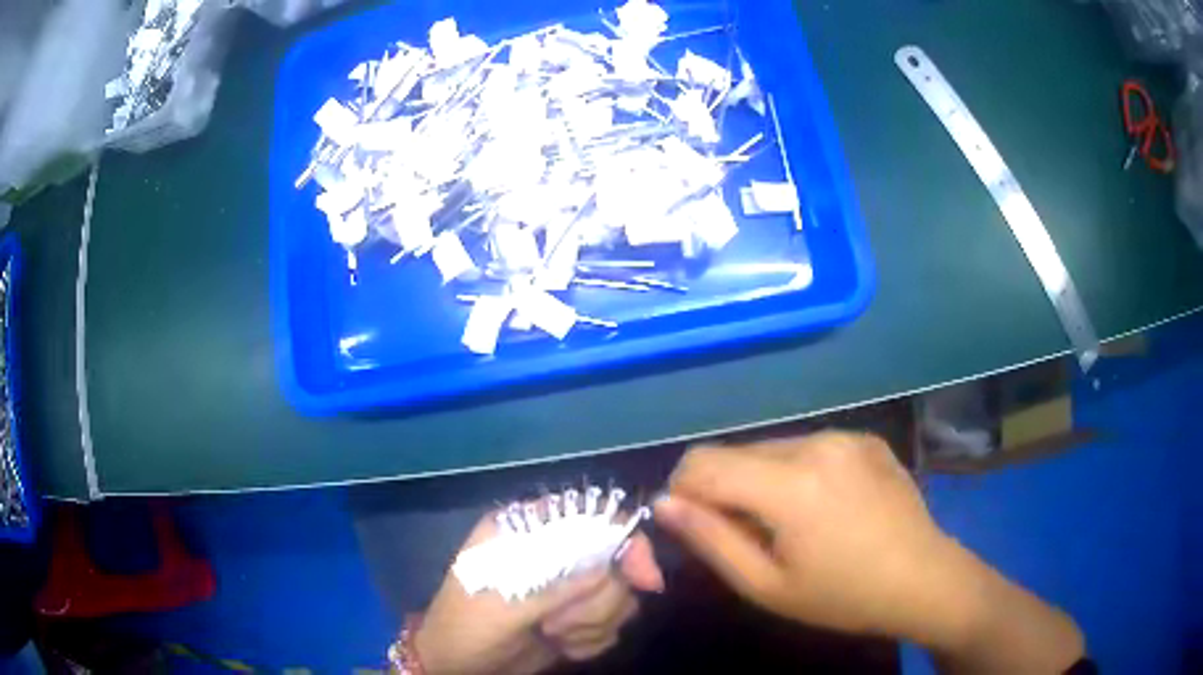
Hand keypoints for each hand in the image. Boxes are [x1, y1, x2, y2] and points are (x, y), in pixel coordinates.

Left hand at [413, 510, 663, 674]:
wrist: (456, 666)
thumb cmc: (466, 627)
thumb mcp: (504, 605)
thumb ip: (557, 587)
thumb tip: (609, 571)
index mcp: (527, 532)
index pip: (593, 517)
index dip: (627, 542)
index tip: (644, 580)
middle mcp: (553, 554)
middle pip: (616, 564)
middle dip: (596, 604)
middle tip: (556, 624)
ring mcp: (567, 588)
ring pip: (619, 598)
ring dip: (592, 625)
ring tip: (553, 636)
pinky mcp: (575, 618)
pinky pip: (611, 626)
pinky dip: (592, 641)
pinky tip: (563, 648)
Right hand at [655, 432, 1083, 672]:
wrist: (925, 579)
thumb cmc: (843, 596)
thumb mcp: (767, 586)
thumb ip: (710, 541)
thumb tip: (665, 504)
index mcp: (789, 483)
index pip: (702, 463)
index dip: (684, 493)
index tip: (696, 527)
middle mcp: (815, 443)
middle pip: (736, 452)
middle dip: (724, 489)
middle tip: (748, 536)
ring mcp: (845, 435)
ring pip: (771, 448)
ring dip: (761, 480)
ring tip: (789, 523)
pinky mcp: (866, 437)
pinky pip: (809, 447)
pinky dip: (797, 472)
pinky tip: (825, 507)